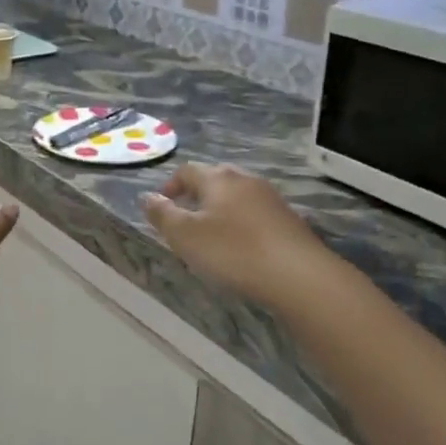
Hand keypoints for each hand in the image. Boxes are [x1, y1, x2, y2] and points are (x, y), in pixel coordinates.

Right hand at [143, 163, 329, 308]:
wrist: (298, 274)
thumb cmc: (233, 251)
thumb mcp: (185, 236)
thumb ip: (162, 214)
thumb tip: (146, 197)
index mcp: (217, 178)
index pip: (187, 170)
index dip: (171, 185)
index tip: (162, 205)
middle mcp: (244, 179)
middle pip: (215, 178)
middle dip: (197, 194)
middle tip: (185, 218)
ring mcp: (270, 198)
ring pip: (237, 195)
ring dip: (221, 208)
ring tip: (212, 234)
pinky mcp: (289, 219)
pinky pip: (256, 213)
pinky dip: (242, 222)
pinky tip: (242, 246)